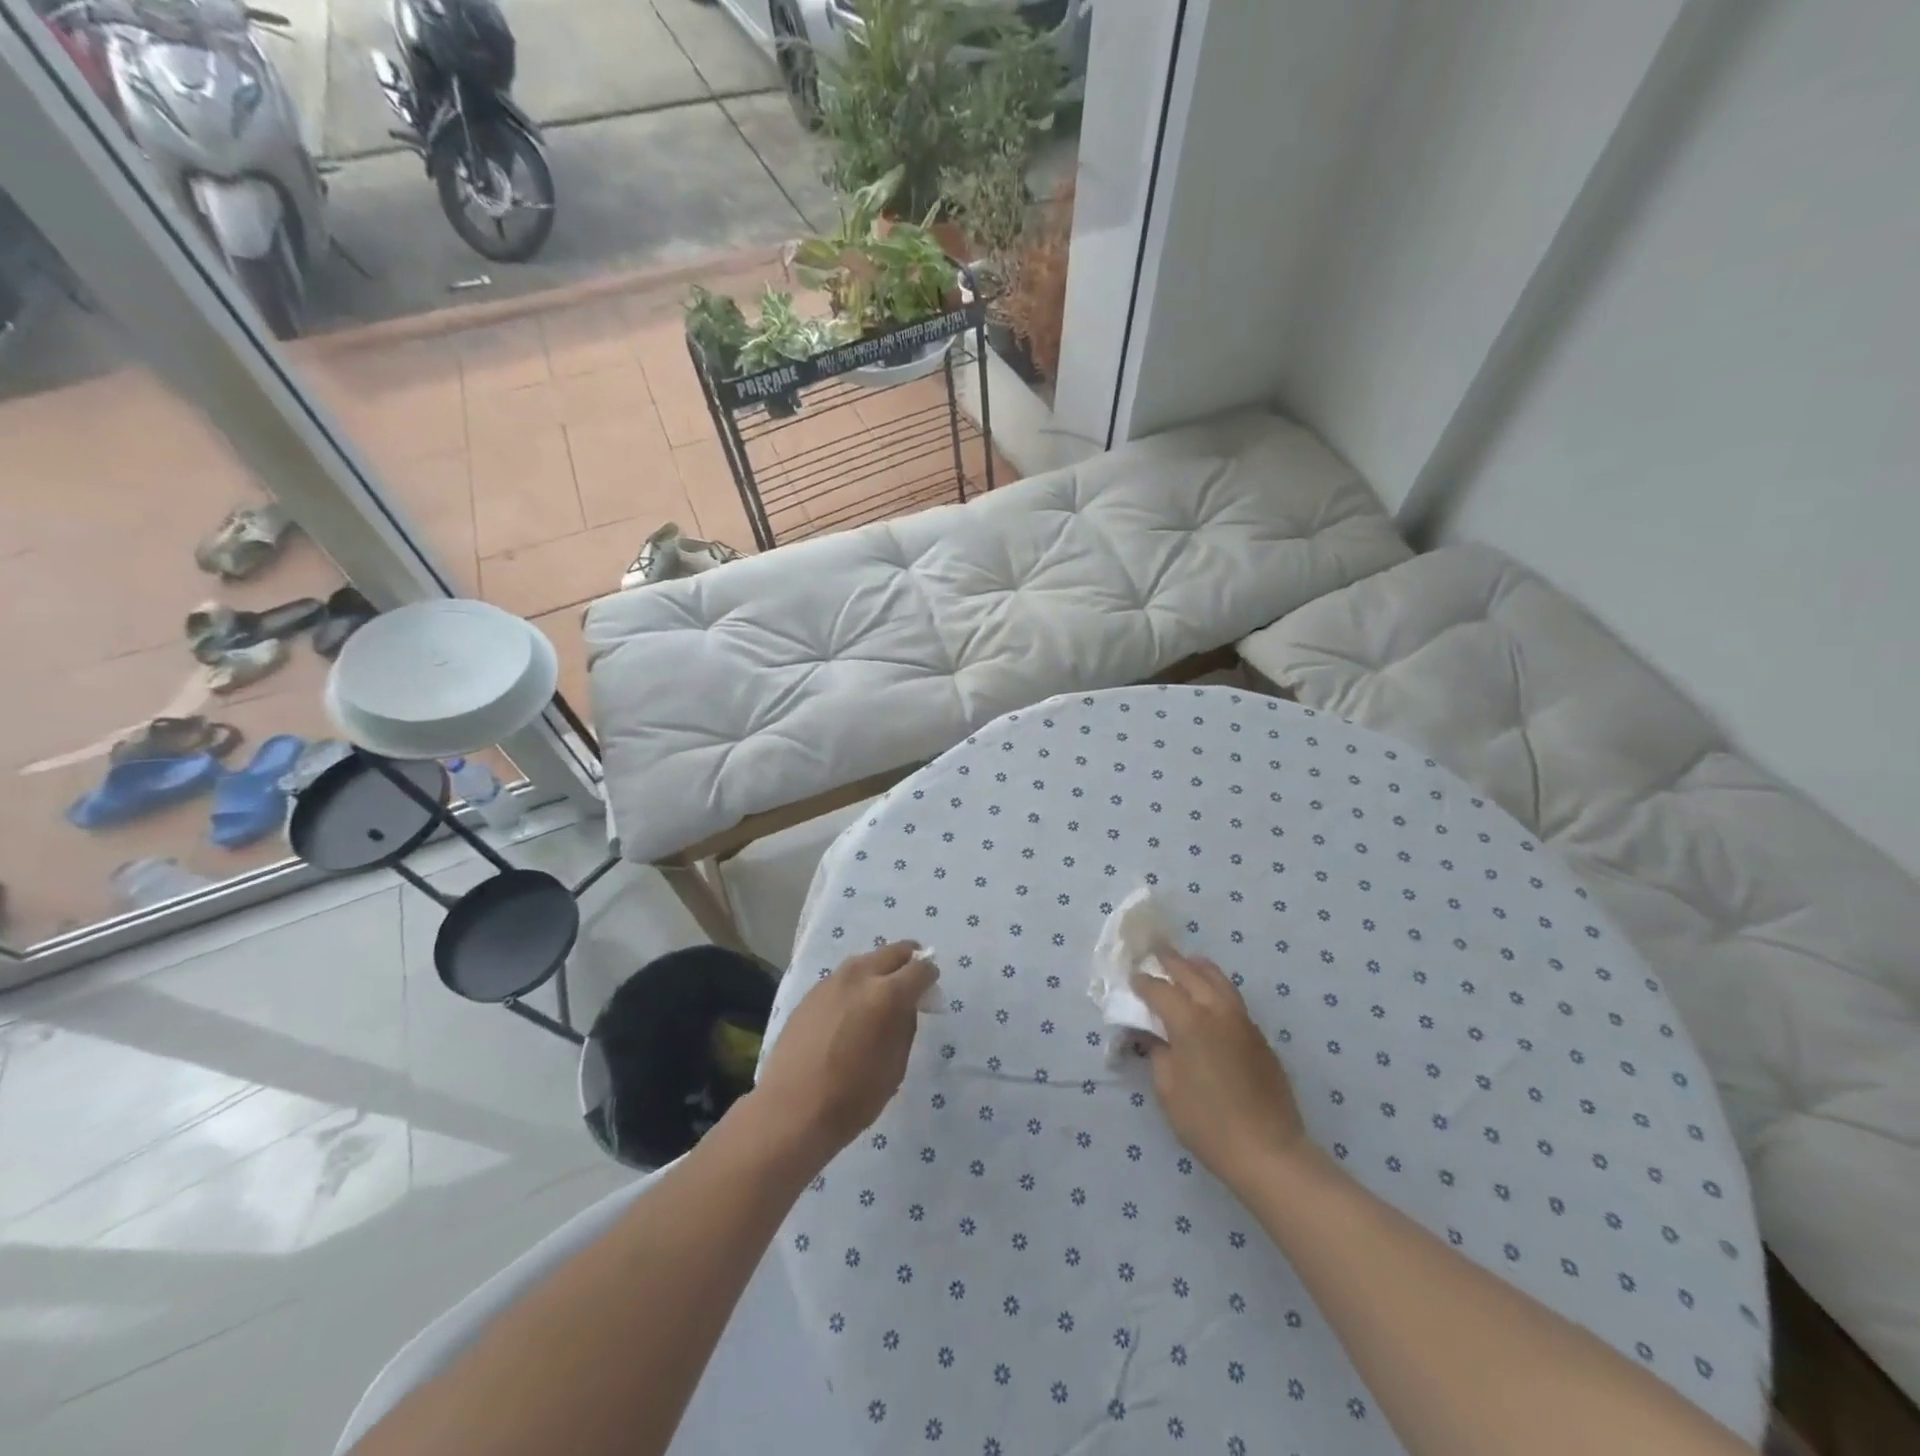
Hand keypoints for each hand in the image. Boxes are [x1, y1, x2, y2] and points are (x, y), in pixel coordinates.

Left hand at [751, 942, 935, 1166]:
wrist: (791, 1111)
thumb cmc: (853, 1096)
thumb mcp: (895, 1066)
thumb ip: (905, 1026)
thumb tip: (907, 1005)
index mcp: (887, 994)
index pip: (920, 969)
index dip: (930, 976)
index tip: (931, 989)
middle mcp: (859, 977)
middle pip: (892, 952)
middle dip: (908, 960)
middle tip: (913, 978)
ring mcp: (831, 982)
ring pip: (865, 960)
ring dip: (879, 969)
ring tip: (882, 992)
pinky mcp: (811, 993)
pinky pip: (842, 977)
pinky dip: (856, 983)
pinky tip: (852, 1007)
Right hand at [1131, 948, 1309, 1190]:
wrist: (1268, 1151)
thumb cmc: (1208, 1123)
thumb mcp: (1168, 1089)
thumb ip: (1158, 1053)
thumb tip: (1155, 1035)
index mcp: (1190, 1022)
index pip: (1160, 989)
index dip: (1143, 983)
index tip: (1131, 979)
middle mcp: (1217, 1010)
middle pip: (1191, 972)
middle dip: (1170, 961)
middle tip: (1154, 953)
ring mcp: (1243, 1021)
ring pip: (1218, 979)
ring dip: (1197, 968)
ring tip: (1185, 965)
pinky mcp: (1258, 1036)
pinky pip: (1232, 998)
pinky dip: (1215, 988)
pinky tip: (1208, 999)